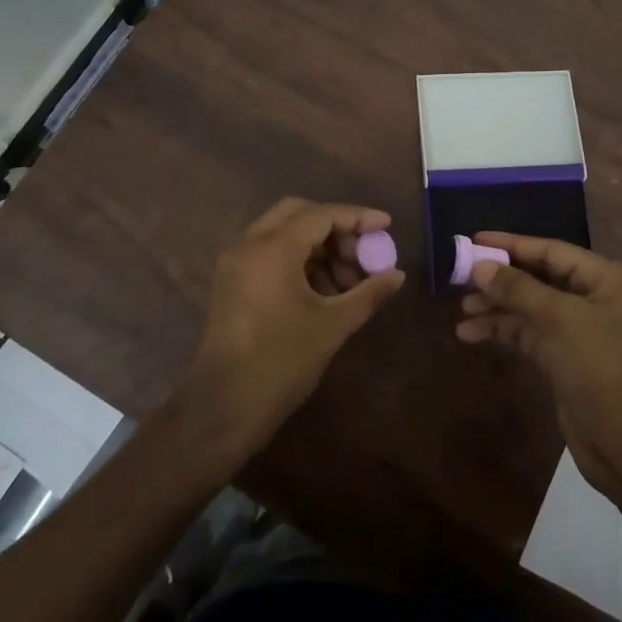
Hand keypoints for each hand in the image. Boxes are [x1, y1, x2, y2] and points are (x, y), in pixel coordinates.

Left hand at [173, 198, 404, 463]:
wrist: (223, 408)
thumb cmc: (281, 363)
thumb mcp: (332, 326)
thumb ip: (368, 293)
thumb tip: (397, 275)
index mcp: (272, 249)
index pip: (321, 215)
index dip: (357, 217)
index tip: (386, 225)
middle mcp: (248, 245)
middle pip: (298, 214)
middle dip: (335, 228)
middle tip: (362, 254)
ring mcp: (235, 263)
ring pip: (282, 233)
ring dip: (317, 246)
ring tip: (348, 281)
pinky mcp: (231, 282)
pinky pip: (269, 253)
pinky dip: (298, 260)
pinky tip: (323, 290)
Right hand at [457, 233, 621, 502]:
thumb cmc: (603, 369)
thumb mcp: (560, 321)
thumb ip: (518, 289)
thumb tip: (480, 266)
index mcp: (610, 279)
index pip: (553, 251)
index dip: (512, 245)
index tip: (474, 240)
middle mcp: (599, 298)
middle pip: (540, 278)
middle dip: (501, 280)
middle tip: (461, 278)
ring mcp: (584, 330)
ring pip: (532, 308)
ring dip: (498, 308)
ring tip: (462, 311)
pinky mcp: (569, 358)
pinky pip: (531, 333)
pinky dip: (505, 331)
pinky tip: (472, 333)